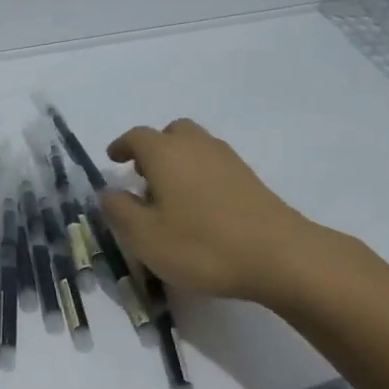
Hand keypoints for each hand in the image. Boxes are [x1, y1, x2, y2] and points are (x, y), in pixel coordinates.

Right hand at [100, 118, 331, 307]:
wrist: (279, 256)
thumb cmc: (201, 245)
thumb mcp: (144, 236)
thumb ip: (120, 210)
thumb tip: (109, 191)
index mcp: (165, 153)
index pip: (136, 137)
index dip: (121, 146)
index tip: (113, 160)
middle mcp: (196, 146)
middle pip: (171, 133)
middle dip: (154, 148)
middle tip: (143, 175)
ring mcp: (227, 159)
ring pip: (196, 146)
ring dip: (178, 160)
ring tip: (170, 194)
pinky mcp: (249, 178)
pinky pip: (214, 163)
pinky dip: (200, 173)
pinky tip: (200, 206)